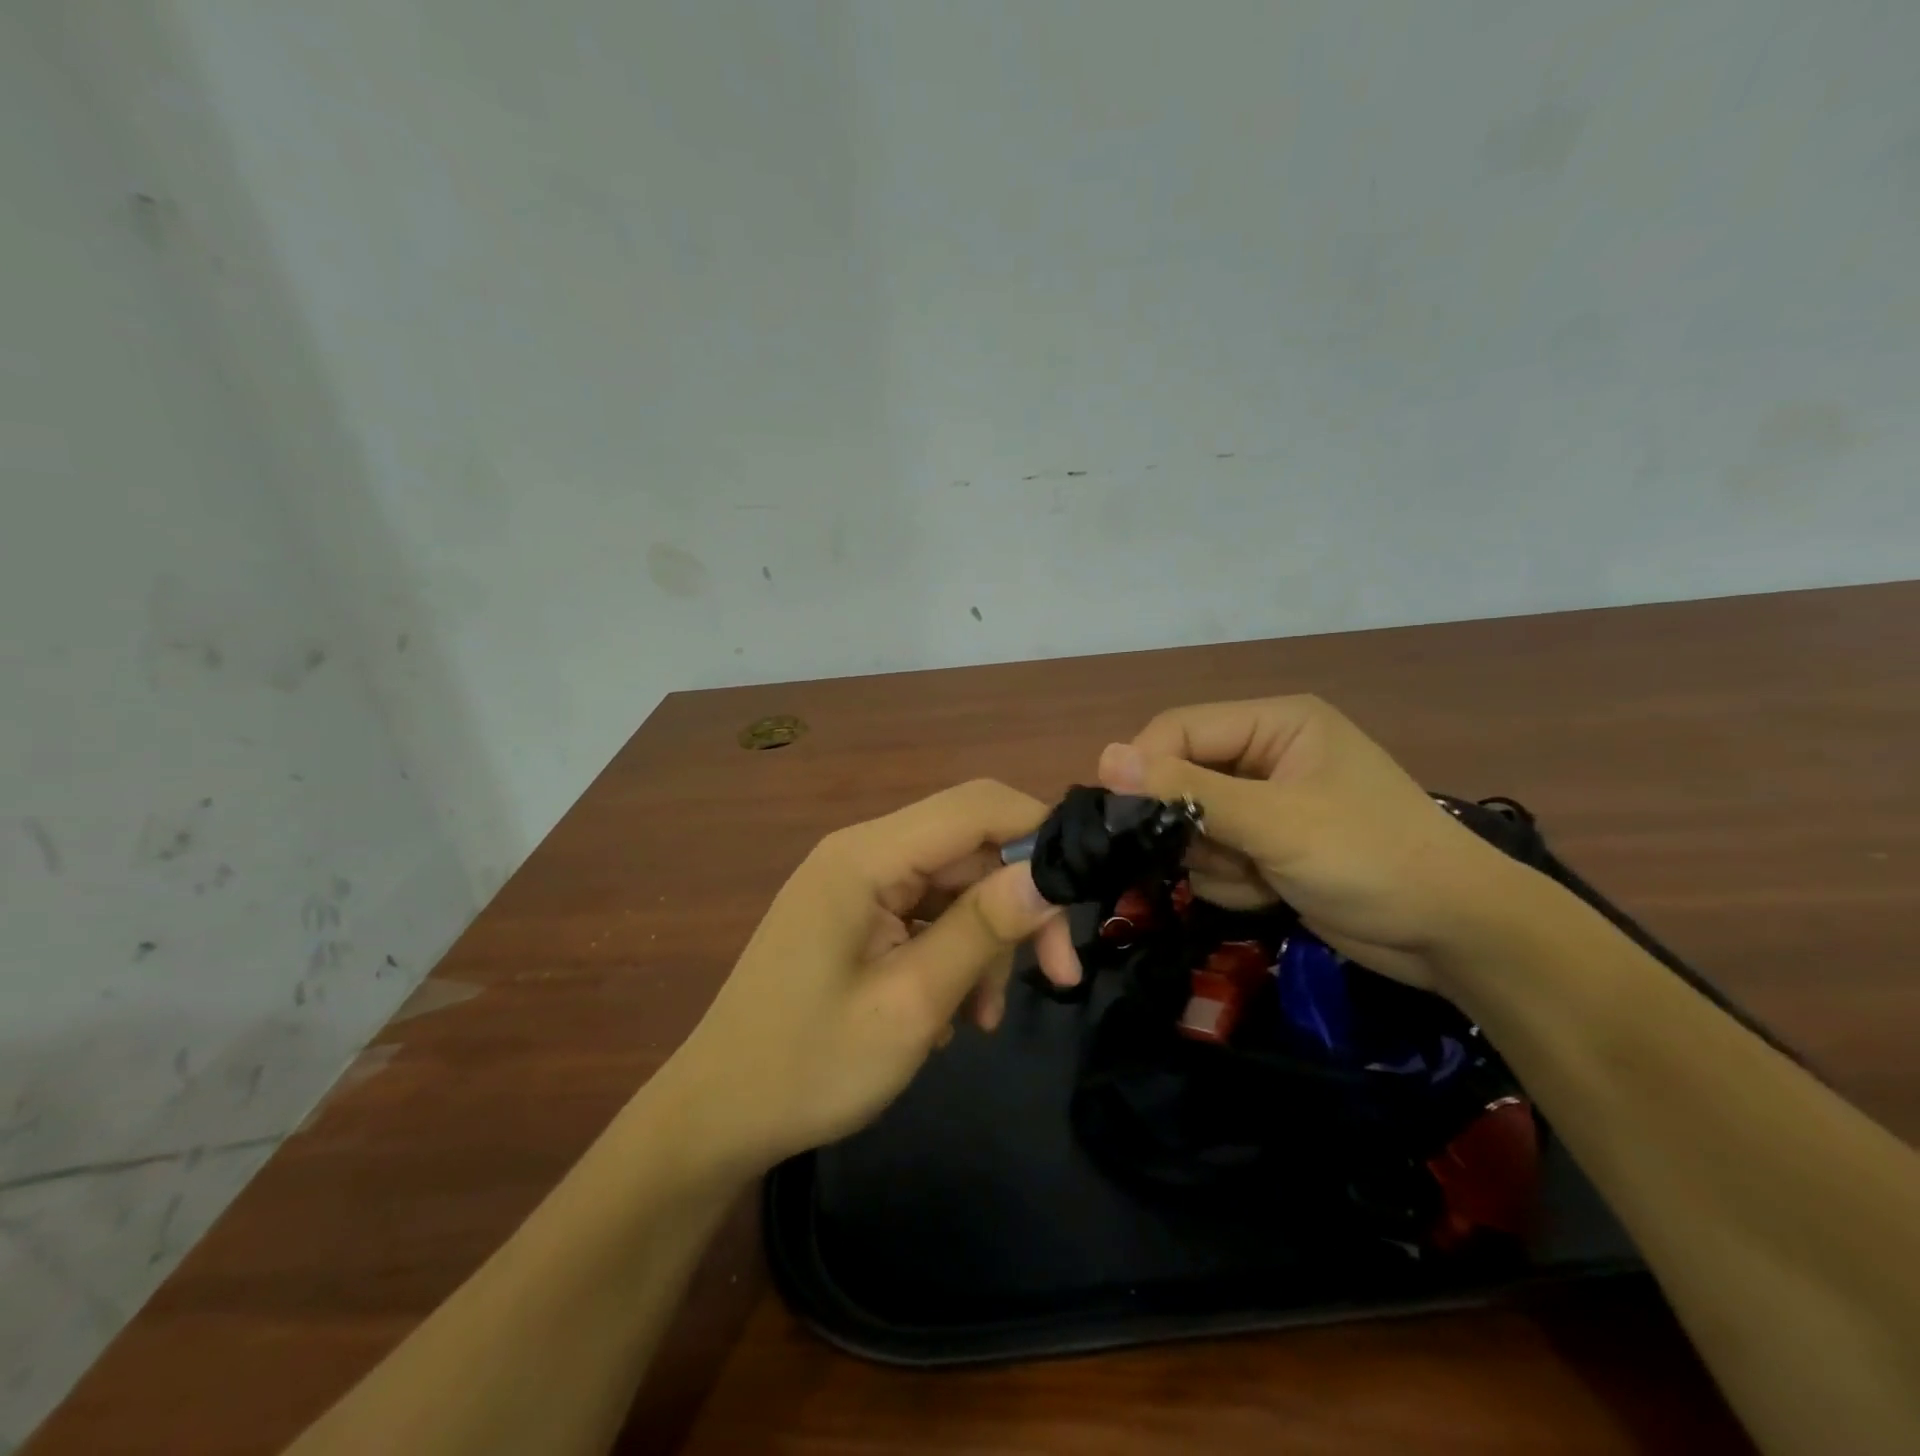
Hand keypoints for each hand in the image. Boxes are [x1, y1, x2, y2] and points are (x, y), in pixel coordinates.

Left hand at [662, 780, 1081, 1170]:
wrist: (718, 1116)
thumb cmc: (809, 1066)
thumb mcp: (910, 1004)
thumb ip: (982, 930)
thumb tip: (1050, 874)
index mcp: (865, 856)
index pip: (976, 805)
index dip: (1039, 832)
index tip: (1083, 893)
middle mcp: (862, 853)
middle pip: (969, 849)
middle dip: (1018, 906)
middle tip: (1057, 976)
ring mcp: (857, 885)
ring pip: (955, 886)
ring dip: (985, 943)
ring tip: (983, 1017)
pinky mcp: (857, 916)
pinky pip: (927, 915)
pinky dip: (954, 955)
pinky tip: (953, 1015)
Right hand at [1099, 697, 1516, 987]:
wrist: (1455, 938)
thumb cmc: (1371, 859)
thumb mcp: (1276, 821)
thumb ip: (1188, 790)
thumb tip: (1104, 757)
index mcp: (1276, 723)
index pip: (1180, 729)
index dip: (1146, 768)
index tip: (1121, 816)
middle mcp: (1267, 755)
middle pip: (1182, 778)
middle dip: (1190, 826)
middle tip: (1214, 855)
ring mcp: (1268, 804)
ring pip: (1192, 824)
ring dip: (1213, 859)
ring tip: (1260, 877)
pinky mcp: (1269, 846)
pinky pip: (1214, 857)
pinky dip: (1232, 881)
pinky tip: (1270, 893)